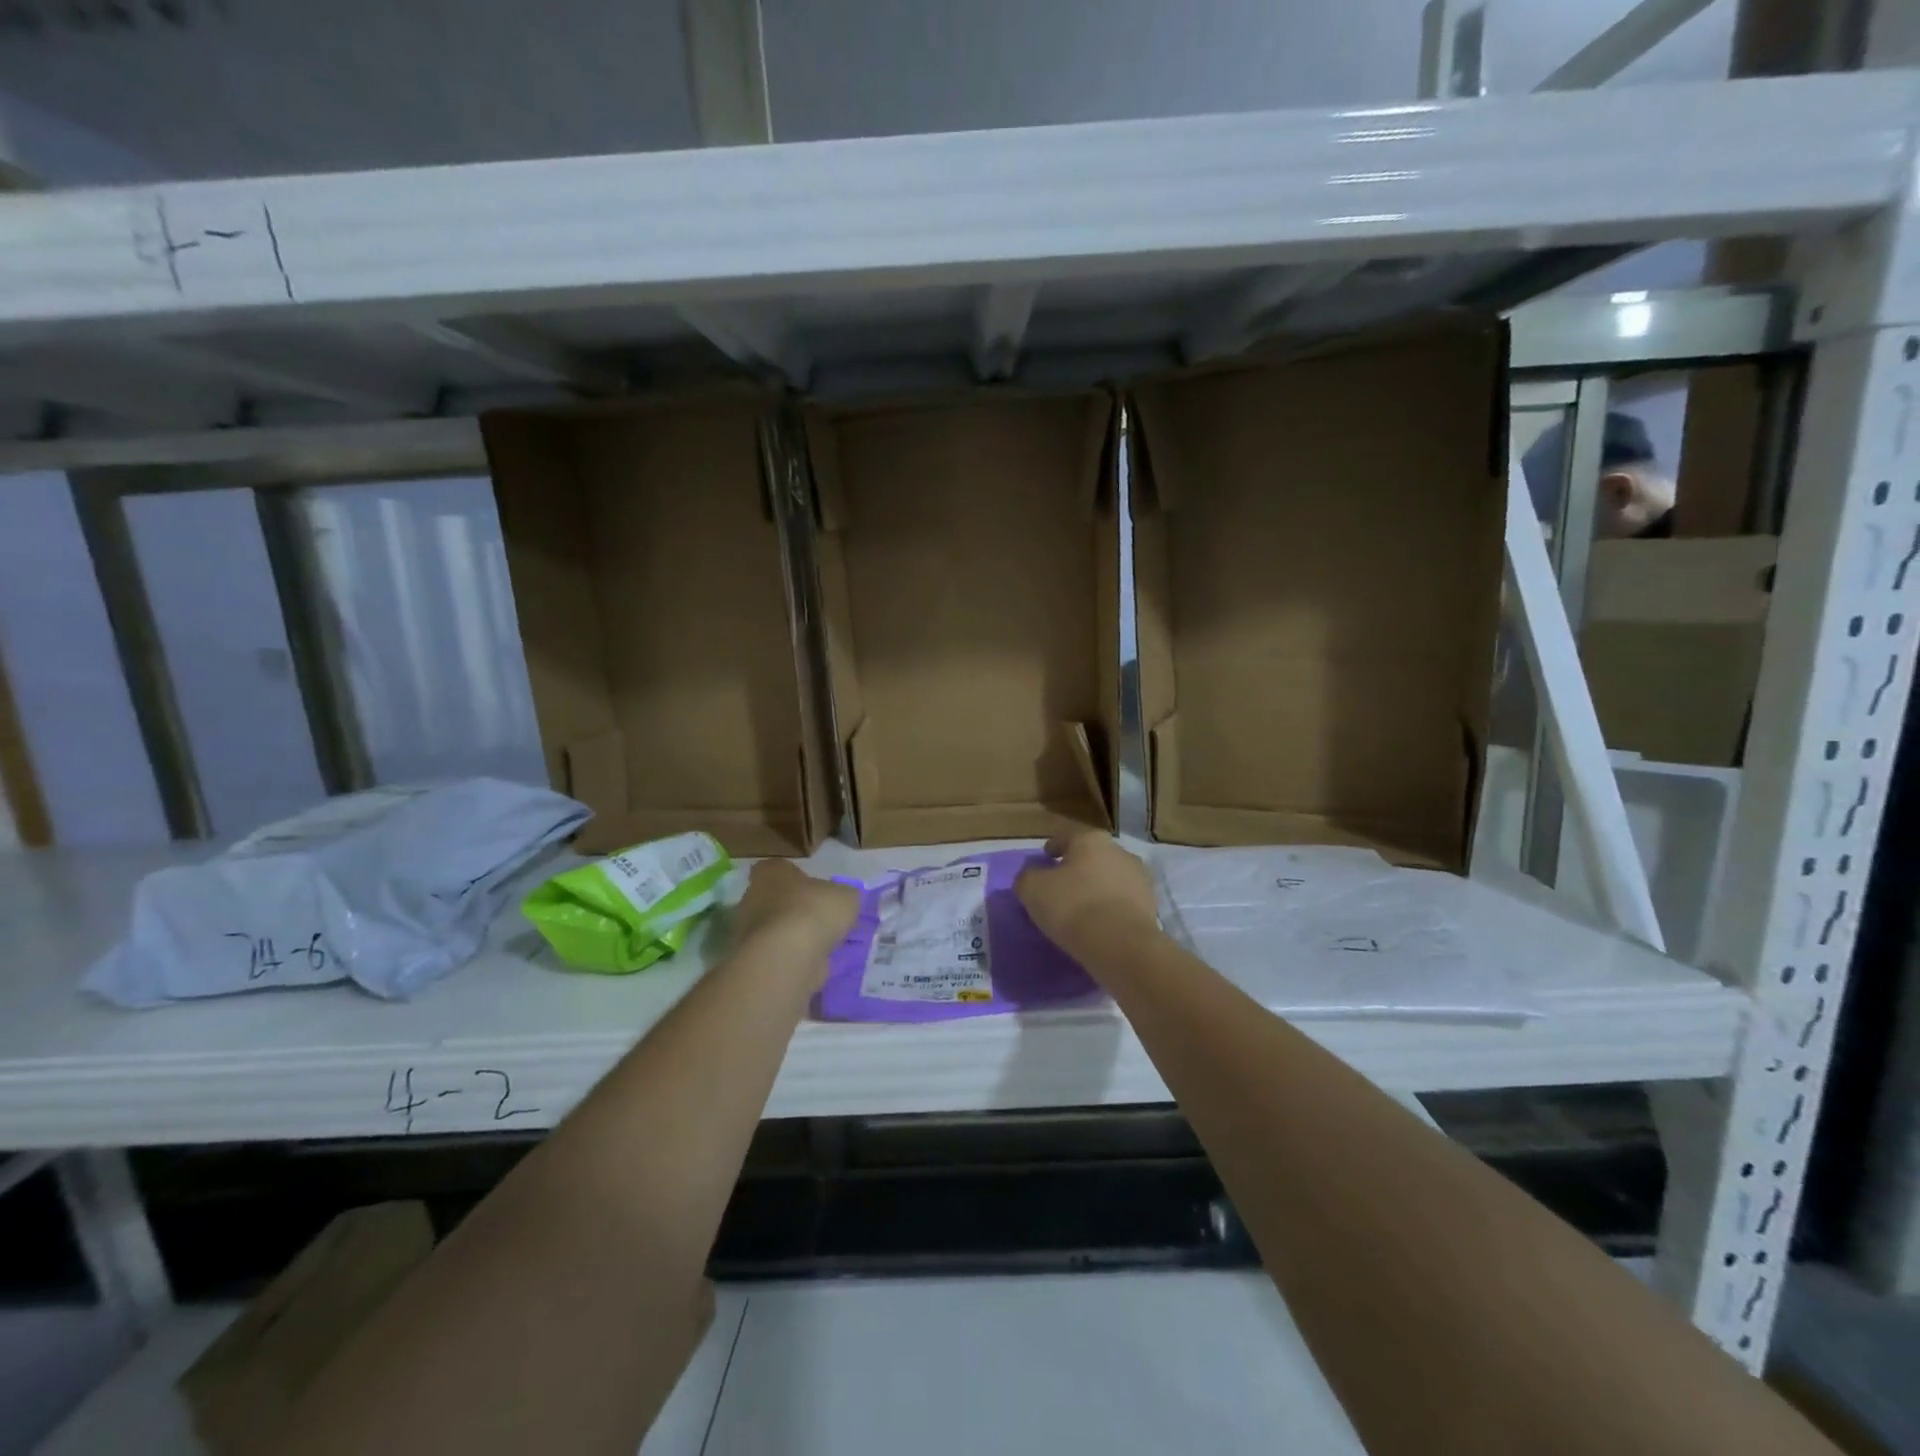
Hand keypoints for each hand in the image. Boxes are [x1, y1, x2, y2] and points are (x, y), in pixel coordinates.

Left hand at [732, 859, 858, 965]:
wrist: (786, 957)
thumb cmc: (813, 912)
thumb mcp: (845, 897)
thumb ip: (842, 896)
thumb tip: (842, 901)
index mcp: (770, 872)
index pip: (779, 869)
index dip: (796, 878)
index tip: (814, 890)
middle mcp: (751, 898)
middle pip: (773, 900)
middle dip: (794, 909)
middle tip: (820, 920)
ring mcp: (746, 932)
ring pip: (773, 930)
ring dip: (792, 937)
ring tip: (820, 946)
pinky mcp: (751, 960)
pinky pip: (775, 955)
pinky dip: (790, 959)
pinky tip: (811, 964)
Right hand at [1015, 830, 1159, 966]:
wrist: (1122, 945)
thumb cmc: (1072, 906)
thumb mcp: (1032, 889)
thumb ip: (1027, 877)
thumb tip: (1031, 875)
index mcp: (1090, 840)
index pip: (1067, 836)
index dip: (1053, 847)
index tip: (1044, 859)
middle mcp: (1119, 851)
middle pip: (1092, 856)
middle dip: (1077, 868)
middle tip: (1060, 886)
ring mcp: (1140, 879)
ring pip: (1110, 879)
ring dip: (1096, 888)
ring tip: (1081, 909)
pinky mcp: (1151, 907)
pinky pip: (1123, 903)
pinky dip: (1111, 909)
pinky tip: (1099, 925)